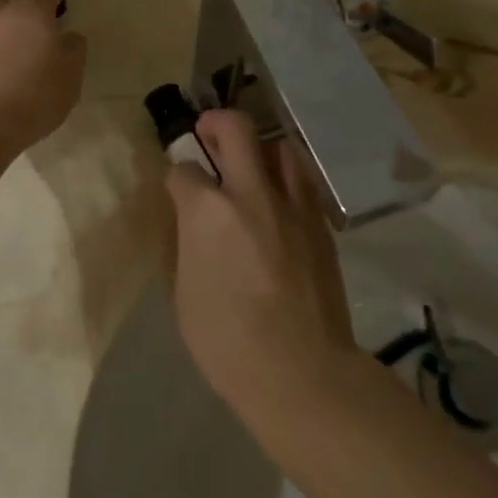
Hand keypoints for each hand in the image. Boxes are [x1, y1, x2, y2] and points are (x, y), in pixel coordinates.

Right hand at [166, 110, 357, 425]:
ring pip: (278, 146)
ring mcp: (291, 205)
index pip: (184, 170)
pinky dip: (285, 180)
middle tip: (208, 135)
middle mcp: (250, 193)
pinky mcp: (319, 223)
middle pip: (235, 128)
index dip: (177, 175)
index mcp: (208, 211)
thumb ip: (188, 242)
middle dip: (215, 124)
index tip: (178, 187)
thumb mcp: (184, 292)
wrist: (302, 373)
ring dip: (258, 149)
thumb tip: (192, 221)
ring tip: (250, 169)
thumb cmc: (228, 342)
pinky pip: (301, 182)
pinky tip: (278, 204)